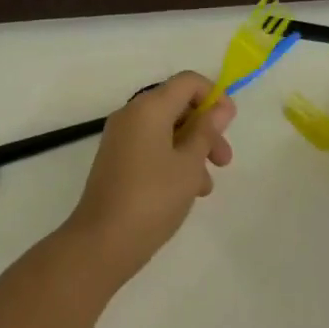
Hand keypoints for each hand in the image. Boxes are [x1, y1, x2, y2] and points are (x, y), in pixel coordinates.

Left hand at [64, 72, 235, 280]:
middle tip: (224, 160)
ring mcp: (121, 137)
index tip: (229, 124)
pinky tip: (186, 191)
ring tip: (205, 185)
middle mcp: (132, 114)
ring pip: (166, 129)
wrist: (99, 246)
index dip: (214, 96)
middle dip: (205, 128)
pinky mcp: (116, 160)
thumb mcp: (189, 165)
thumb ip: (207, 131)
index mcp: (150, 107)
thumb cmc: (152, 199)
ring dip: (191, 148)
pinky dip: (172, 158)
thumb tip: (220, 107)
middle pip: (178, 105)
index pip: (188, 81)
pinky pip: (151, 146)